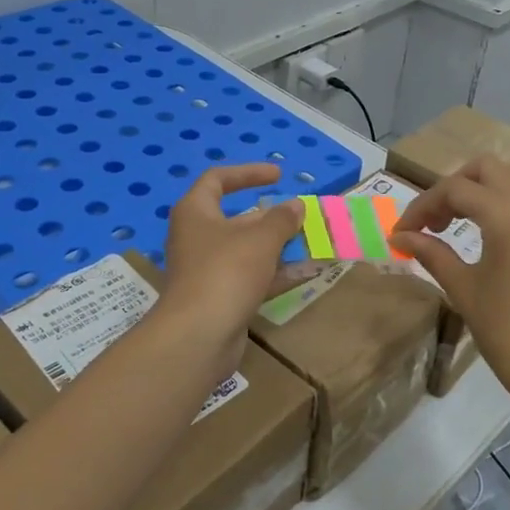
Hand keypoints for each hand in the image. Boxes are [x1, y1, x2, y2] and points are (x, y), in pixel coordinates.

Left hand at [160, 164, 304, 353]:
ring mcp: (207, 269)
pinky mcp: (219, 297)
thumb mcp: (260, 240)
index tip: (278, 176)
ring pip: (247, 250)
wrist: (198, 336)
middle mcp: (197, 236)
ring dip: (278, 246)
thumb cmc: (226, 272)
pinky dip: (275, 272)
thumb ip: (281, 219)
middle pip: (237, 218)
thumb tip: (295, 205)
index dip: (248, 173)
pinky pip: (250, 276)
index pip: (218, 179)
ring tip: (313, 242)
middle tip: (303, 216)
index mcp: (196, 212)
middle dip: (272, 217)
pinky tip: (306, 272)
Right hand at [391, 157, 509, 423]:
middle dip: (452, 187)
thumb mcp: (463, 289)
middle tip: (433, 222)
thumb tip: (401, 236)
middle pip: (486, 168)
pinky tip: (484, 234)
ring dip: (479, 188)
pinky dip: (501, 201)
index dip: (422, 206)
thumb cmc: (508, 332)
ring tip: (455, 222)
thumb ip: (432, 253)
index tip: (401, 232)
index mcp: (507, 215)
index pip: (455, 189)